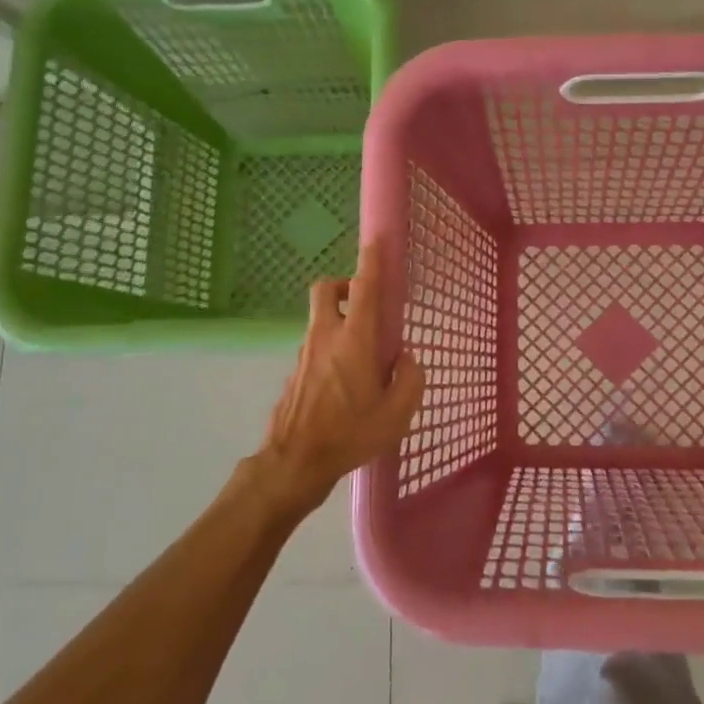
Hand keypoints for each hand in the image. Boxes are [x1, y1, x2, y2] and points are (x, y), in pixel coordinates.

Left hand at [251, 238, 424, 520]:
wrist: (293, 463)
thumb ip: (410, 380)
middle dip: (342, 284)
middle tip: (362, 301)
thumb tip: (406, 359)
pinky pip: (316, 345)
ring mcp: (305, 353)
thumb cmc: (349, 436)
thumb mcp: (396, 415)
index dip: (371, 260)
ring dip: (339, 319)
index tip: (376, 240)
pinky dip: (331, 347)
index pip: (363, 288)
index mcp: (354, 341)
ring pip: (320, 318)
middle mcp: (325, 337)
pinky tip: (345, 382)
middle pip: (325, 289)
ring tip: (362, 354)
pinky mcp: (295, 372)